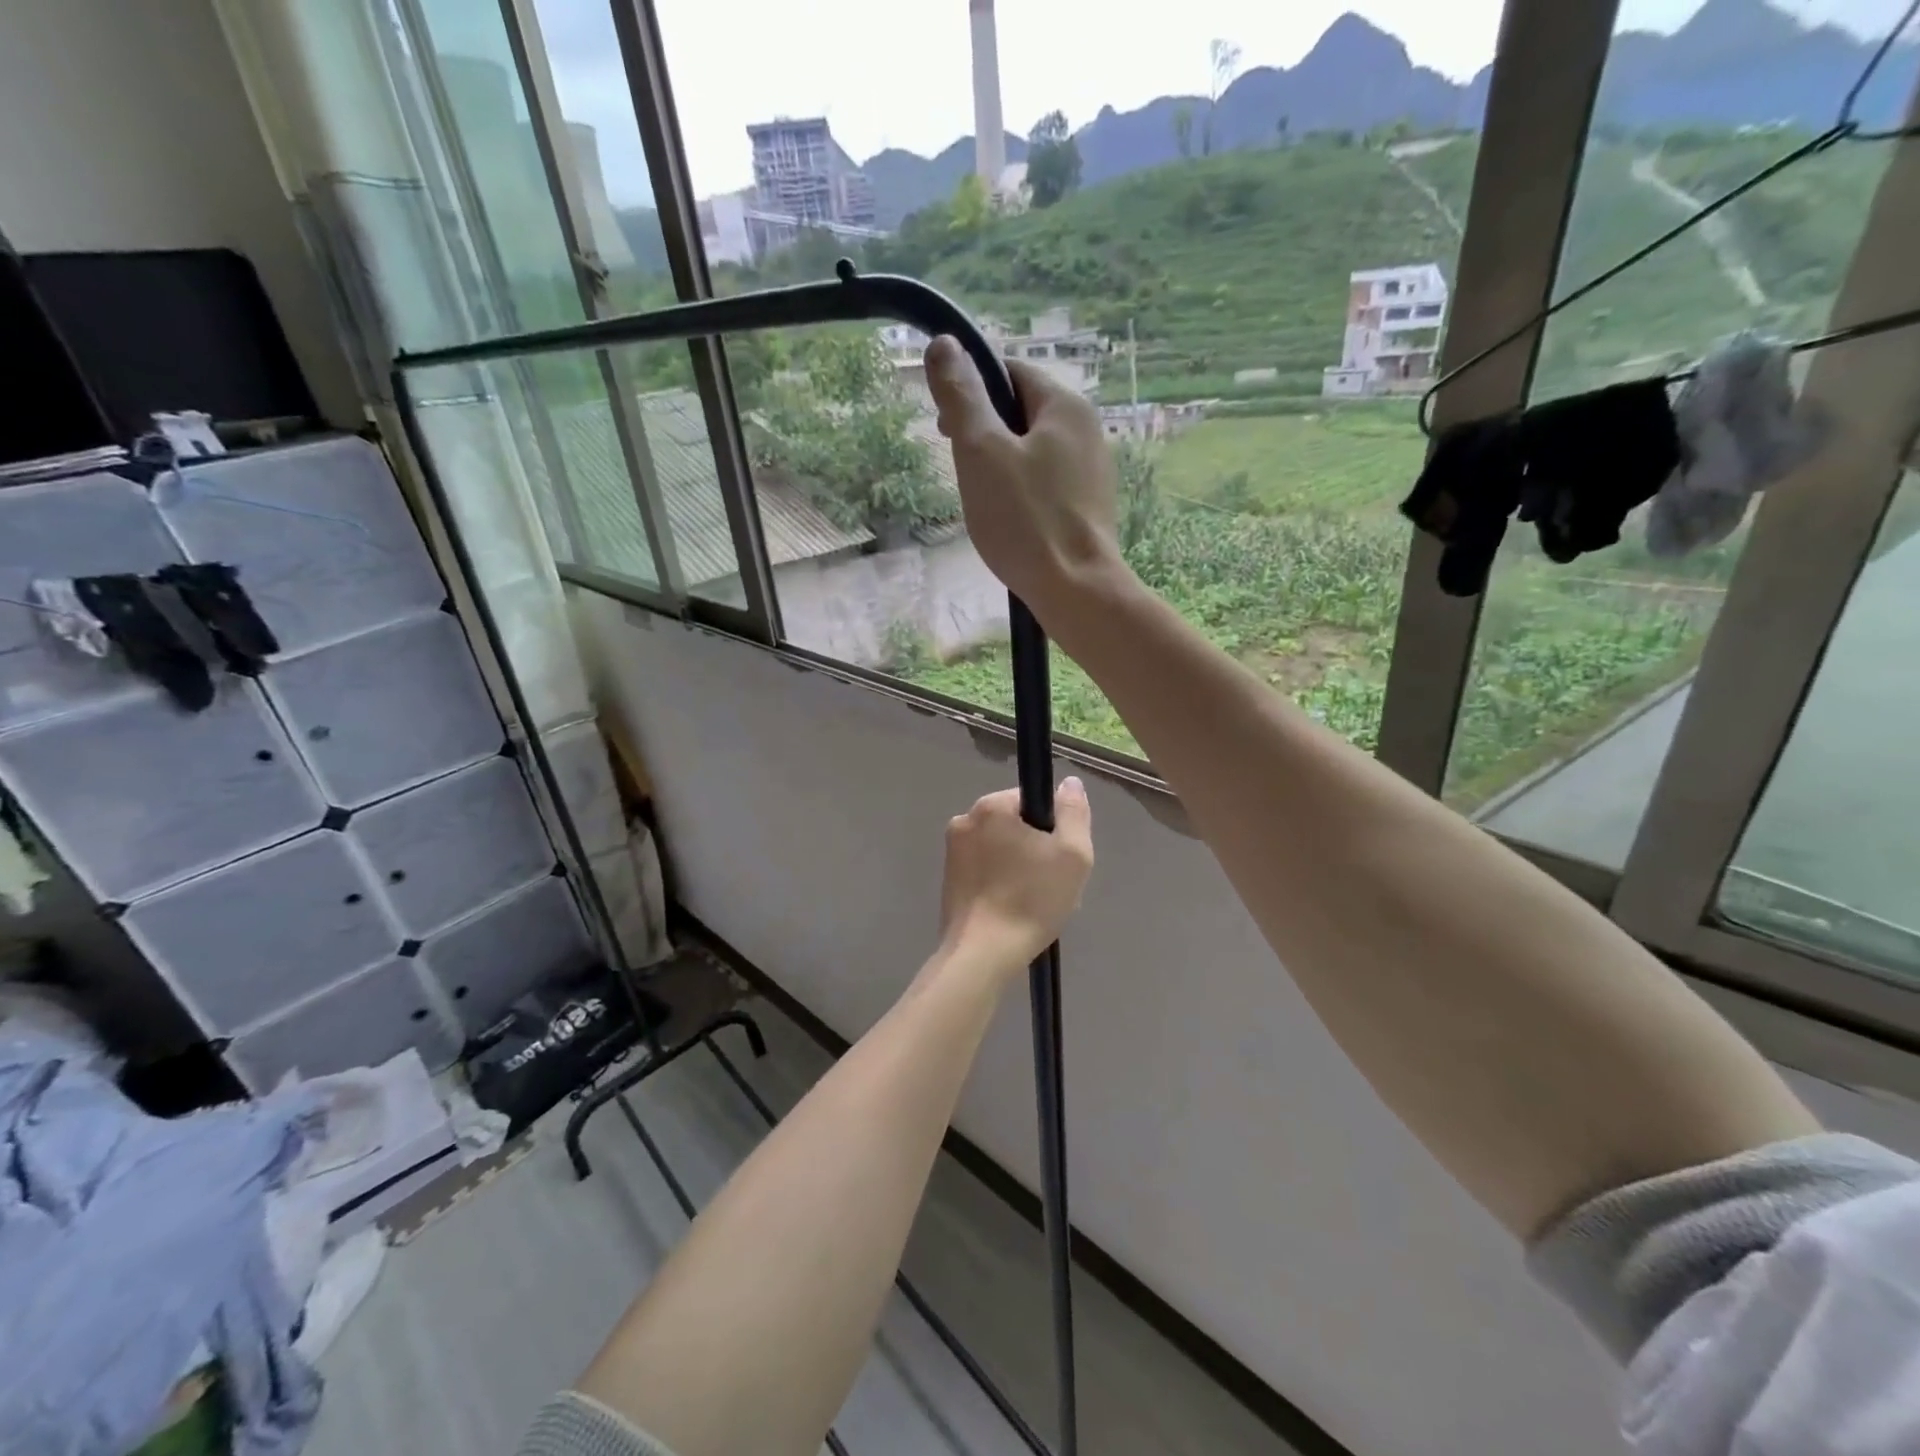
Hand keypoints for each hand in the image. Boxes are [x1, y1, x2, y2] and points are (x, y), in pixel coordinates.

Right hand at [924, 337, 1126, 615]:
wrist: (1076, 590)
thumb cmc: (1025, 519)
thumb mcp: (981, 452)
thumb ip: (962, 397)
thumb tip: (944, 344)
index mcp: (1066, 406)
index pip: (1011, 373)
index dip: (972, 391)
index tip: (945, 428)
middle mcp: (1088, 430)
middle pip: (1023, 412)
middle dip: (986, 432)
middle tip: (960, 468)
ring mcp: (1093, 472)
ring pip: (1035, 451)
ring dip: (1002, 465)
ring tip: (983, 500)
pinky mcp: (1090, 508)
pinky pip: (1047, 484)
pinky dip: (1022, 492)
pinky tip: (1010, 521)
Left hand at [939, 778, 1094, 967]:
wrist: (983, 954)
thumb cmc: (1031, 899)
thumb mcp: (1072, 854)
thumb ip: (1074, 812)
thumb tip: (1068, 783)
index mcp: (991, 806)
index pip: (1032, 800)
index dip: (1053, 827)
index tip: (1059, 858)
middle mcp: (965, 820)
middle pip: (1014, 824)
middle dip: (1036, 849)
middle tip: (1051, 885)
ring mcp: (951, 851)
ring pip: (1000, 849)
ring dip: (1019, 867)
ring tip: (1034, 903)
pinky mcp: (948, 879)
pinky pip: (985, 870)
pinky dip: (1001, 883)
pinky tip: (1013, 910)